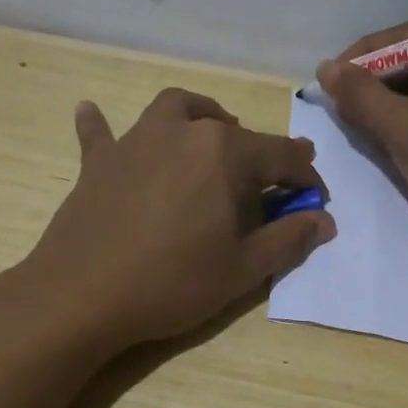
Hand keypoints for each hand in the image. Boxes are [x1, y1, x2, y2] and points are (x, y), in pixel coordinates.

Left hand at [22, 88, 334, 350]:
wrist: (82, 296)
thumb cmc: (172, 283)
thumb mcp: (242, 269)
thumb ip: (288, 239)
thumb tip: (324, 220)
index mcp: (224, 152)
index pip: (282, 156)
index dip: (305, 179)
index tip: (316, 203)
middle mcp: (182, 131)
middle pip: (233, 133)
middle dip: (260, 156)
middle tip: (268, 189)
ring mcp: (135, 141)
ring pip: (177, 110)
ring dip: (201, 118)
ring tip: (211, 138)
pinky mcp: (98, 161)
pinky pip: (102, 133)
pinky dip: (104, 126)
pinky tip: (93, 115)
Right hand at [317, 21, 407, 252]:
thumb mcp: (407, 131)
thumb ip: (363, 97)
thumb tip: (326, 68)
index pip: (404, 37)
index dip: (359, 59)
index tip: (325, 85)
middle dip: (376, 84)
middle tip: (341, 110)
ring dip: (393, 105)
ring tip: (362, 127)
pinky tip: (395, 139)